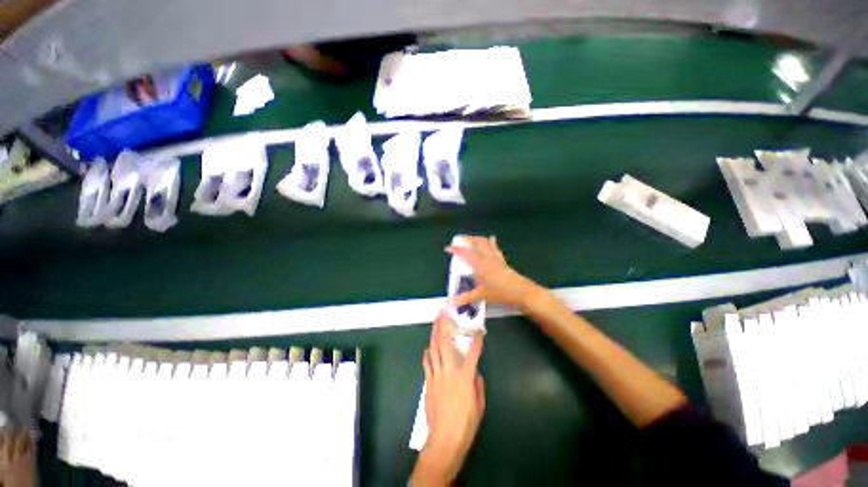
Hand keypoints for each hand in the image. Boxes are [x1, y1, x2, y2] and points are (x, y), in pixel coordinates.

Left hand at [411, 313, 484, 485]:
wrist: (443, 441)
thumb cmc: (465, 425)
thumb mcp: (479, 406)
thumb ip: (478, 386)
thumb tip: (475, 373)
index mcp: (465, 377)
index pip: (473, 353)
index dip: (477, 340)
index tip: (479, 330)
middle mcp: (449, 371)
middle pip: (445, 343)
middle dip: (444, 326)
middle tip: (444, 313)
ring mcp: (436, 375)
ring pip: (434, 349)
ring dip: (434, 334)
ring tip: (435, 322)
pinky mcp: (428, 382)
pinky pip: (427, 363)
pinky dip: (427, 353)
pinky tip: (427, 347)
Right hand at [446, 236, 538, 309]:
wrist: (521, 292)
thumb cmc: (499, 293)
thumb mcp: (480, 296)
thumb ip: (464, 298)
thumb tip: (449, 304)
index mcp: (479, 265)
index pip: (465, 254)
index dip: (455, 250)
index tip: (447, 248)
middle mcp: (487, 258)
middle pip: (477, 243)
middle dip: (468, 239)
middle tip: (460, 238)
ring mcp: (496, 258)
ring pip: (486, 243)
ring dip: (479, 239)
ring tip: (473, 238)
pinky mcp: (503, 261)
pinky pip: (495, 249)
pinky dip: (491, 243)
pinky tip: (492, 240)